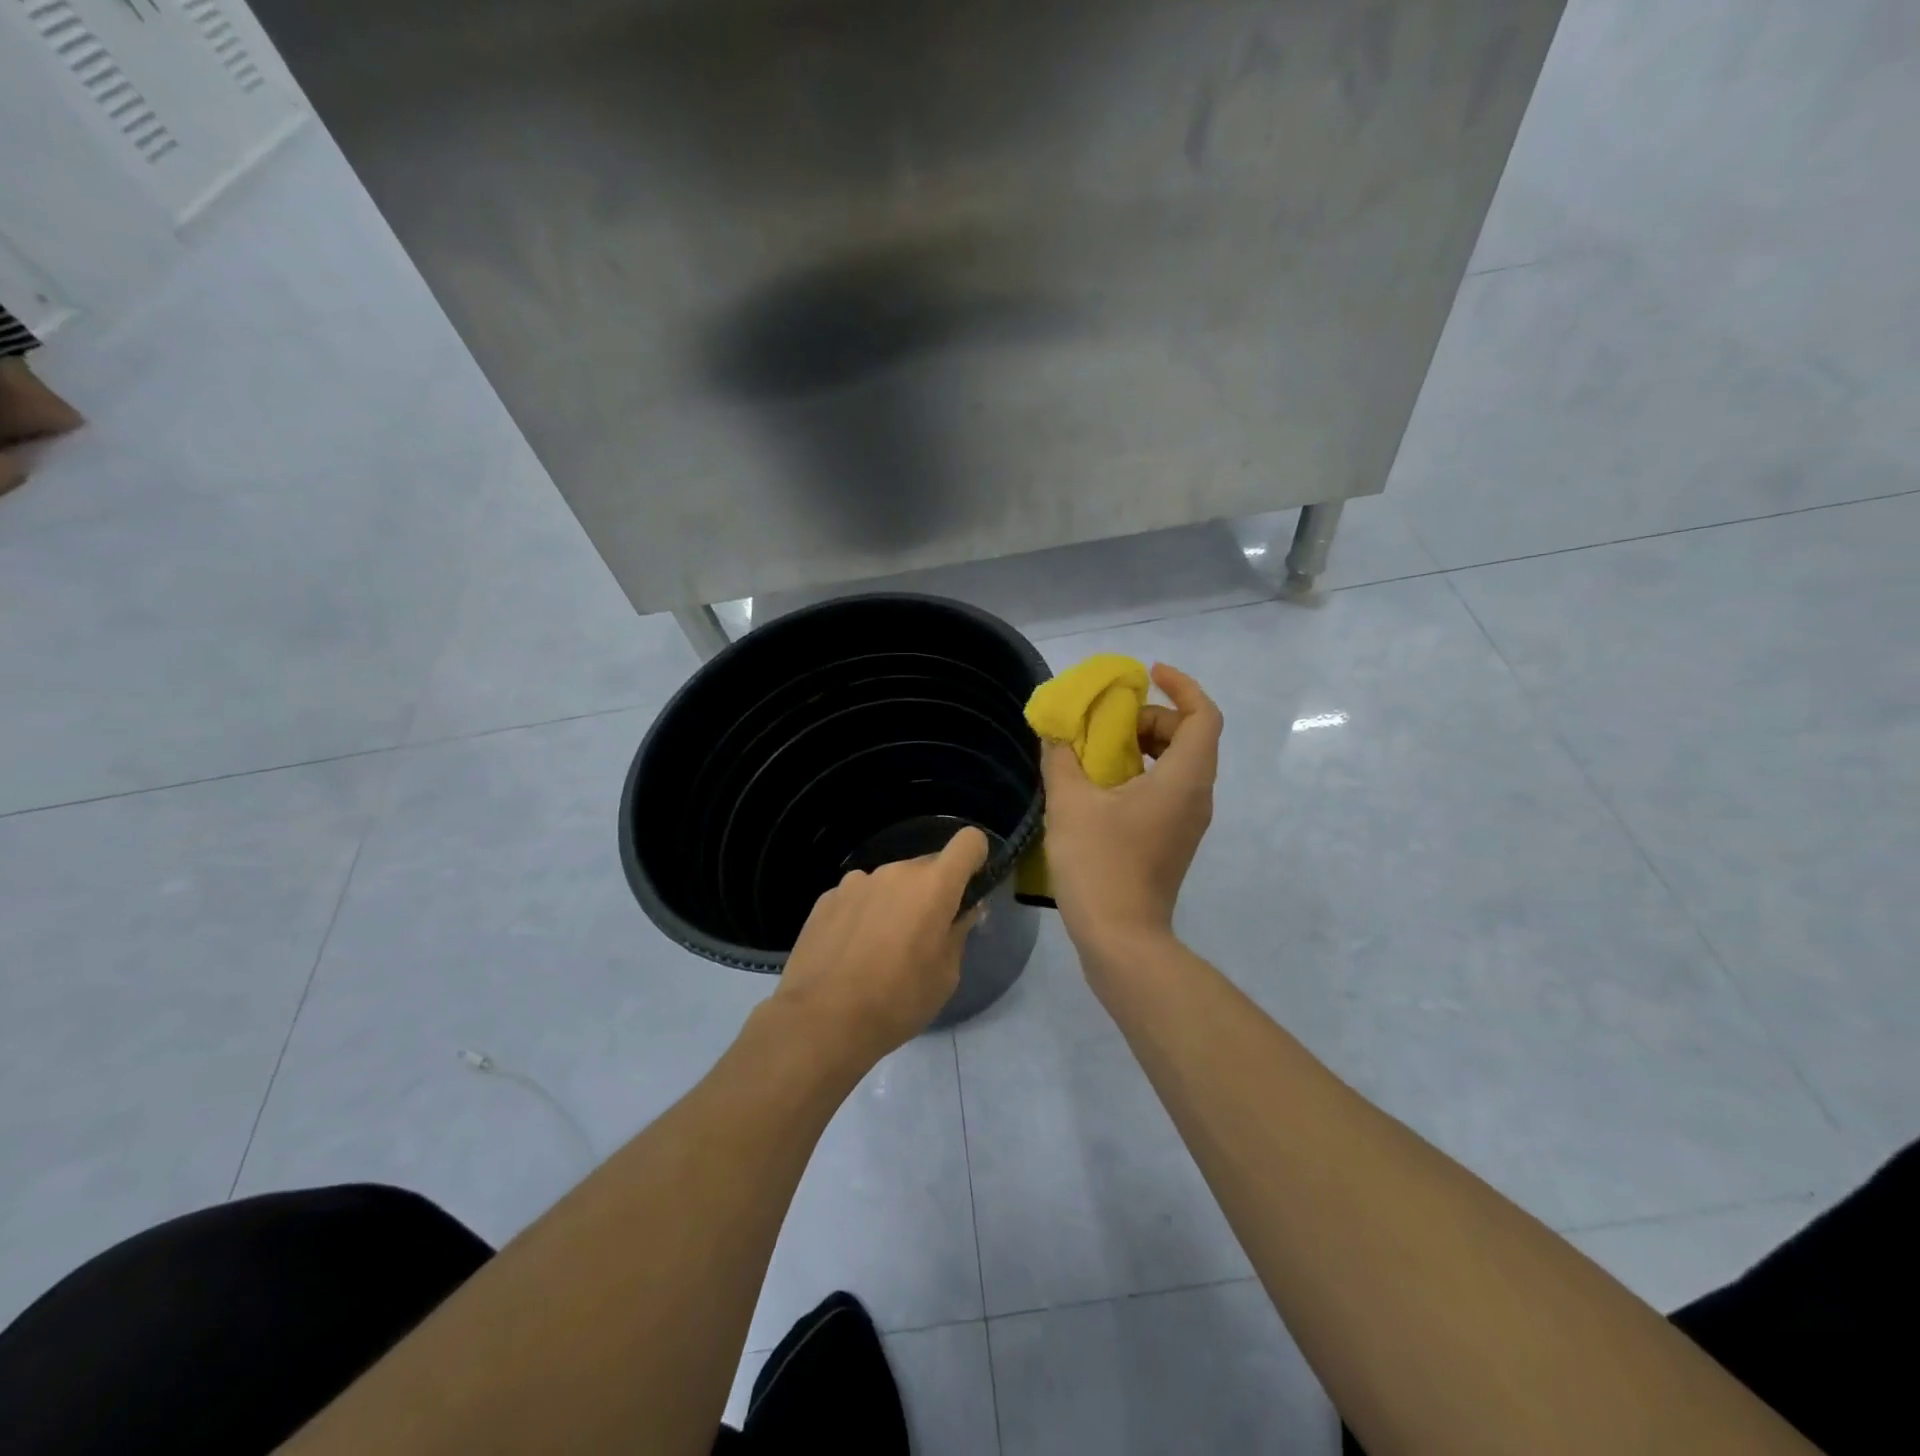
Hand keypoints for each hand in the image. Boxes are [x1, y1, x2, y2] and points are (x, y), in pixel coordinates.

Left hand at [771, 826, 989, 1069]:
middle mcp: (895, 872)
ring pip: (891, 882)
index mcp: (933, 886)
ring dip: (895, 902)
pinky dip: (863, 913)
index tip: (969, 889)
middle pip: (927, 867)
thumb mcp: (946, 975)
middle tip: (924, 935)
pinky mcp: (827, 898)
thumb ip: (958, 933)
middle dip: (932, 892)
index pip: (969, 842)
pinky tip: (851, 951)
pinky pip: (859, 896)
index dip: (975, 859)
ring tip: (880, 949)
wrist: (820, 1021)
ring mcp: (856, 881)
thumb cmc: (897, 1001)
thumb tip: (962, 912)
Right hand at [1041, 663, 1220, 958]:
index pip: (1203, 715)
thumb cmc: (1099, 863)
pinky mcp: (1173, 840)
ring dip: (1143, 747)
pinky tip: (1100, 786)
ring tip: (1099, 750)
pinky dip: (1141, 773)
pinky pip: (1167, 790)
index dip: (1182, 686)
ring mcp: (1188, 822)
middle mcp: (1196, 795)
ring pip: (1177, 765)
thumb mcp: (1070, 802)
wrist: (1120, 937)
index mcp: (1183, 778)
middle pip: (1189, 737)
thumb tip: (1057, 733)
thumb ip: (1062, 758)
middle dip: (1151, 718)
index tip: (1148, 674)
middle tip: (1109, 721)